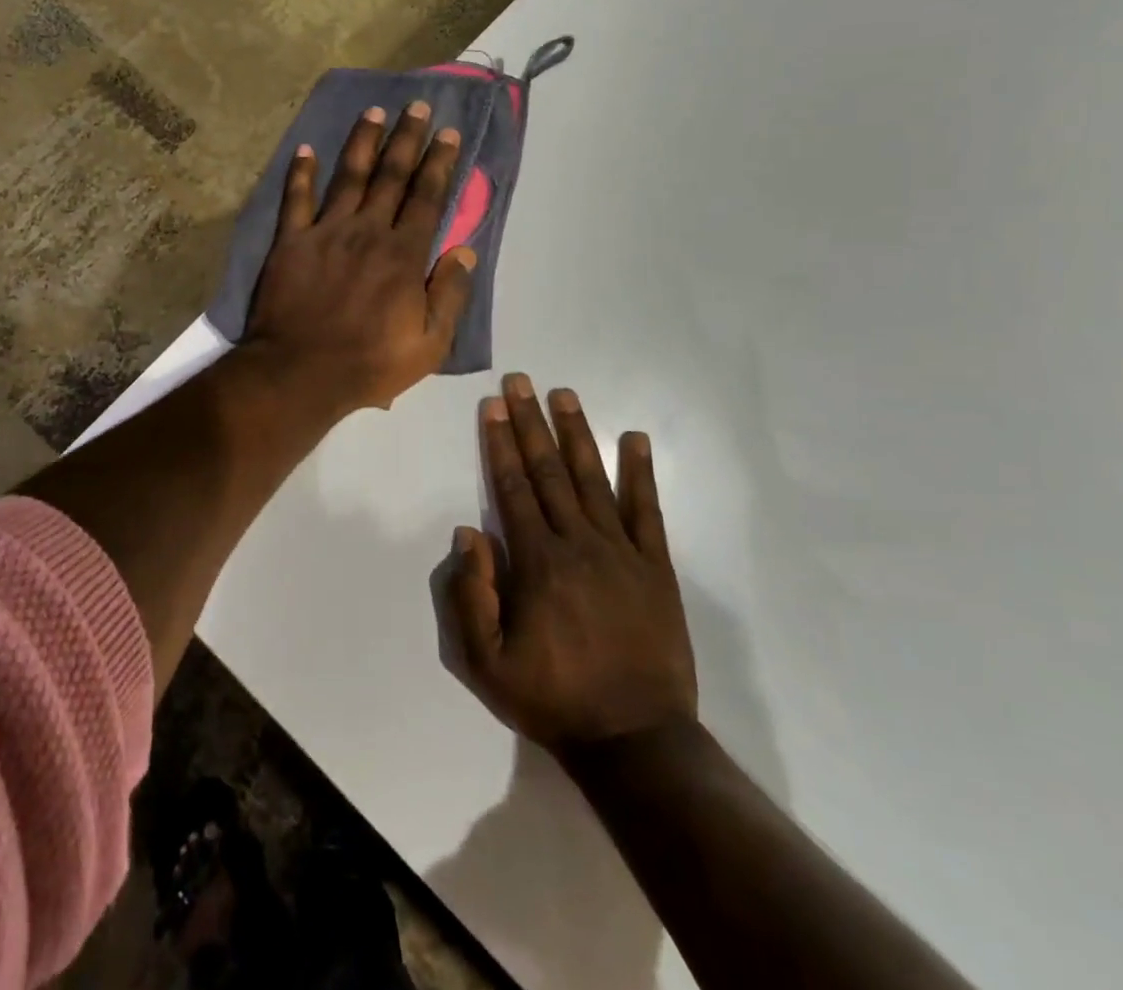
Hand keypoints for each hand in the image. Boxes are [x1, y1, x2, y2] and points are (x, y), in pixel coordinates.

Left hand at [244, 101, 476, 414]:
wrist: (300, 373)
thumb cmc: (369, 363)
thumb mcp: (429, 344)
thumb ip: (449, 294)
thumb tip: (464, 251)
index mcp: (403, 255)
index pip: (427, 198)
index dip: (439, 163)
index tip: (448, 133)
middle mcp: (367, 232)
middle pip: (391, 176)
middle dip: (407, 138)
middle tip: (416, 107)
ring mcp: (326, 232)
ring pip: (349, 177)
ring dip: (363, 142)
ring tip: (374, 112)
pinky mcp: (290, 242)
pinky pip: (296, 200)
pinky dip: (301, 173)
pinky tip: (306, 149)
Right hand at [433, 374, 697, 752]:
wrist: (635, 740)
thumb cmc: (554, 699)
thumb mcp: (487, 664)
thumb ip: (470, 596)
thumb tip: (467, 532)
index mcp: (537, 562)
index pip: (513, 489)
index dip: (500, 444)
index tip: (492, 407)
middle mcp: (578, 543)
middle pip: (548, 471)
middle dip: (530, 423)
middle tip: (520, 381)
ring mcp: (622, 551)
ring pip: (593, 479)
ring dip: (576, 433)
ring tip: (564, 394)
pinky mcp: (655, 566)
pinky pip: (648, 510)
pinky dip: (641, 472)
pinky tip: (636, 438)